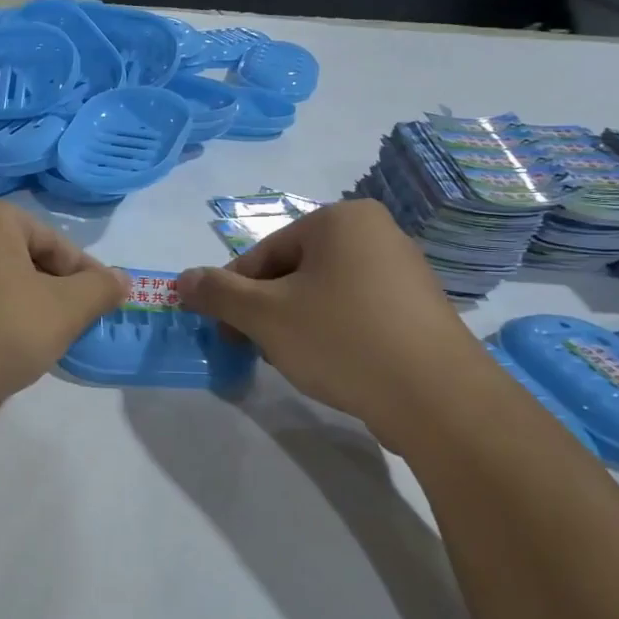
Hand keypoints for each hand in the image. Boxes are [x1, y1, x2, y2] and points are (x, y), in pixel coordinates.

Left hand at [0, 200, 125, 419]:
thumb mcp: (63, 310)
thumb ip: (99, 290)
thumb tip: (121, 278)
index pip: (56, 243)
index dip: (86, 277)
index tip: (102, 310)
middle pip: (27, 261)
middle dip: (55, 294)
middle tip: (72, 329)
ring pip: (1, 284)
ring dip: (27, 310)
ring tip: (39, 344)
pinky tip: (2, 351)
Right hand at [176, 200, 486, 444]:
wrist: (437, 398)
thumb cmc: (342, 340)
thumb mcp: (265, 316)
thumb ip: (217, 294)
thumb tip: (182, 280)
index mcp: (341, 219)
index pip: (264, 253)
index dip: (234, 294)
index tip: (222, 331)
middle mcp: (376, 233)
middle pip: (294, 271)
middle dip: (267, 311)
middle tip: (256, 349)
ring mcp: (403, 271)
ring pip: (323, 293)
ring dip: (296, 324)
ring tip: (294, 361)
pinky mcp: (418, 309)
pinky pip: (356, 311)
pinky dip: (333, 333)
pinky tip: (331, 365)